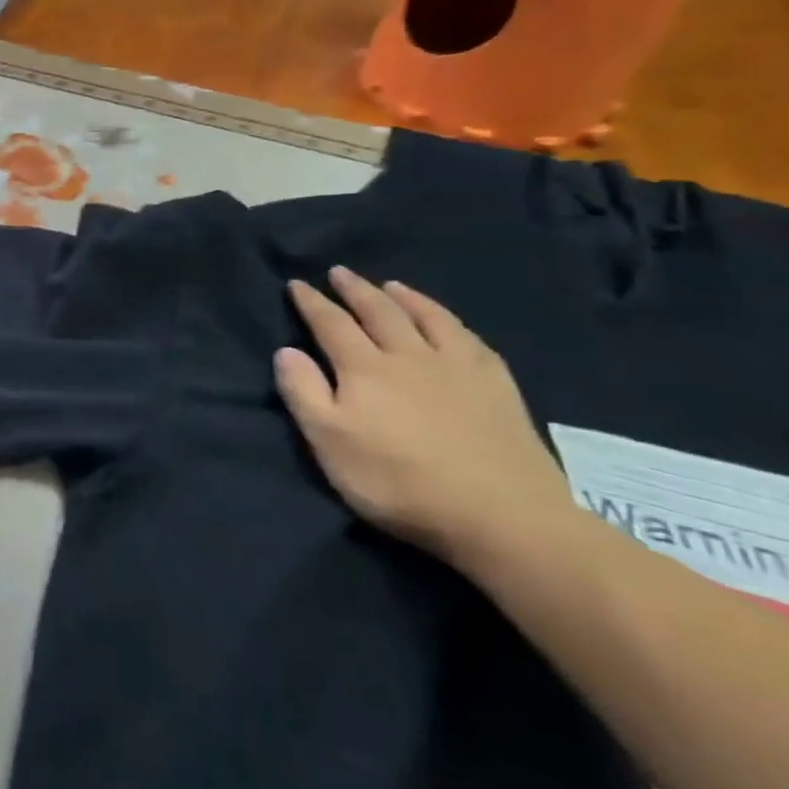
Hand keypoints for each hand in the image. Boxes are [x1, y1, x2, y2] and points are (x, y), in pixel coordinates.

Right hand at [273, 267, 570, 565]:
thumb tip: (286, 350)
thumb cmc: (398, 481)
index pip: (331, 325)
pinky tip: (447, 322)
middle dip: (355, 290)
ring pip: (426, 318)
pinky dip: (449, 320)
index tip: (297, 284)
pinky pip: (468, 338)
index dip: (312, 303)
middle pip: (378, 312)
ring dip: (403, 297)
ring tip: (390, 285)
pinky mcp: (497, 386)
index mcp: (364, 369)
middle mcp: (408, 356)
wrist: (502, 515)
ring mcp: (458, 368)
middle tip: (339, 272)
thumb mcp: (330, 442)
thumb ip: (303, 392)